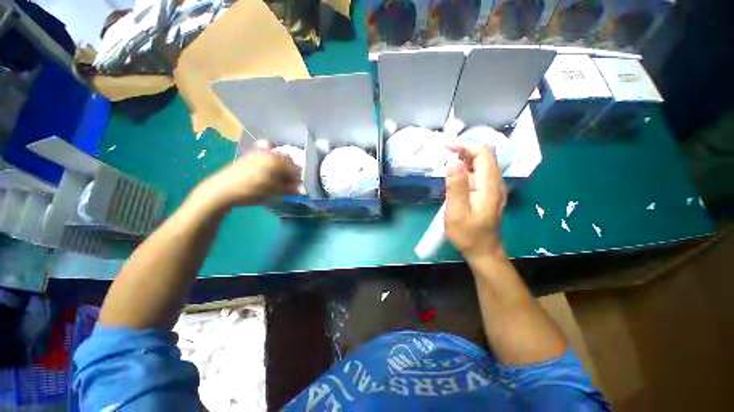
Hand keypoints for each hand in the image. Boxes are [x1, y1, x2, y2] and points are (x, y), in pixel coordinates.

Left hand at [194, 146, 300, 209]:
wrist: (224, 189)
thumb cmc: (251, 191)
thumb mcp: (272, 193)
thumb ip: (288, 189)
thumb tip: (302, 189)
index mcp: (278, 160)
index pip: (295, 167)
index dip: (298, 178)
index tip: (296, 189)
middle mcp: (270, 152)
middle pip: (285, 160)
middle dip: (288, 172)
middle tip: (287, 185)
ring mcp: (259, 152)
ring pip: (275, 159)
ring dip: (278, 169)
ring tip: (275, 182)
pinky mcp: (249, 155)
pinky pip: (265, 158)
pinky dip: (269, 166)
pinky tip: (264, 177)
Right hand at [445, 143, 507, 259]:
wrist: (484, 251)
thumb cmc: (469, 235)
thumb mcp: (457, 213)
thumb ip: (456, 186)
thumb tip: (454, 161)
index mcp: (489, 184)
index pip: (483, 152)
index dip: (465, 145)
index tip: (446, 148)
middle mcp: (497, 182)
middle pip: (485, 155)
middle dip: (465, 150)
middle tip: (446, 158)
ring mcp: (496, 187)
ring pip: (484, 163)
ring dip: (467, 159)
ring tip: (450, 169)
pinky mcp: (492, 192)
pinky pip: (483, 172)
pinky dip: (470, 168)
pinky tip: (459, 179)